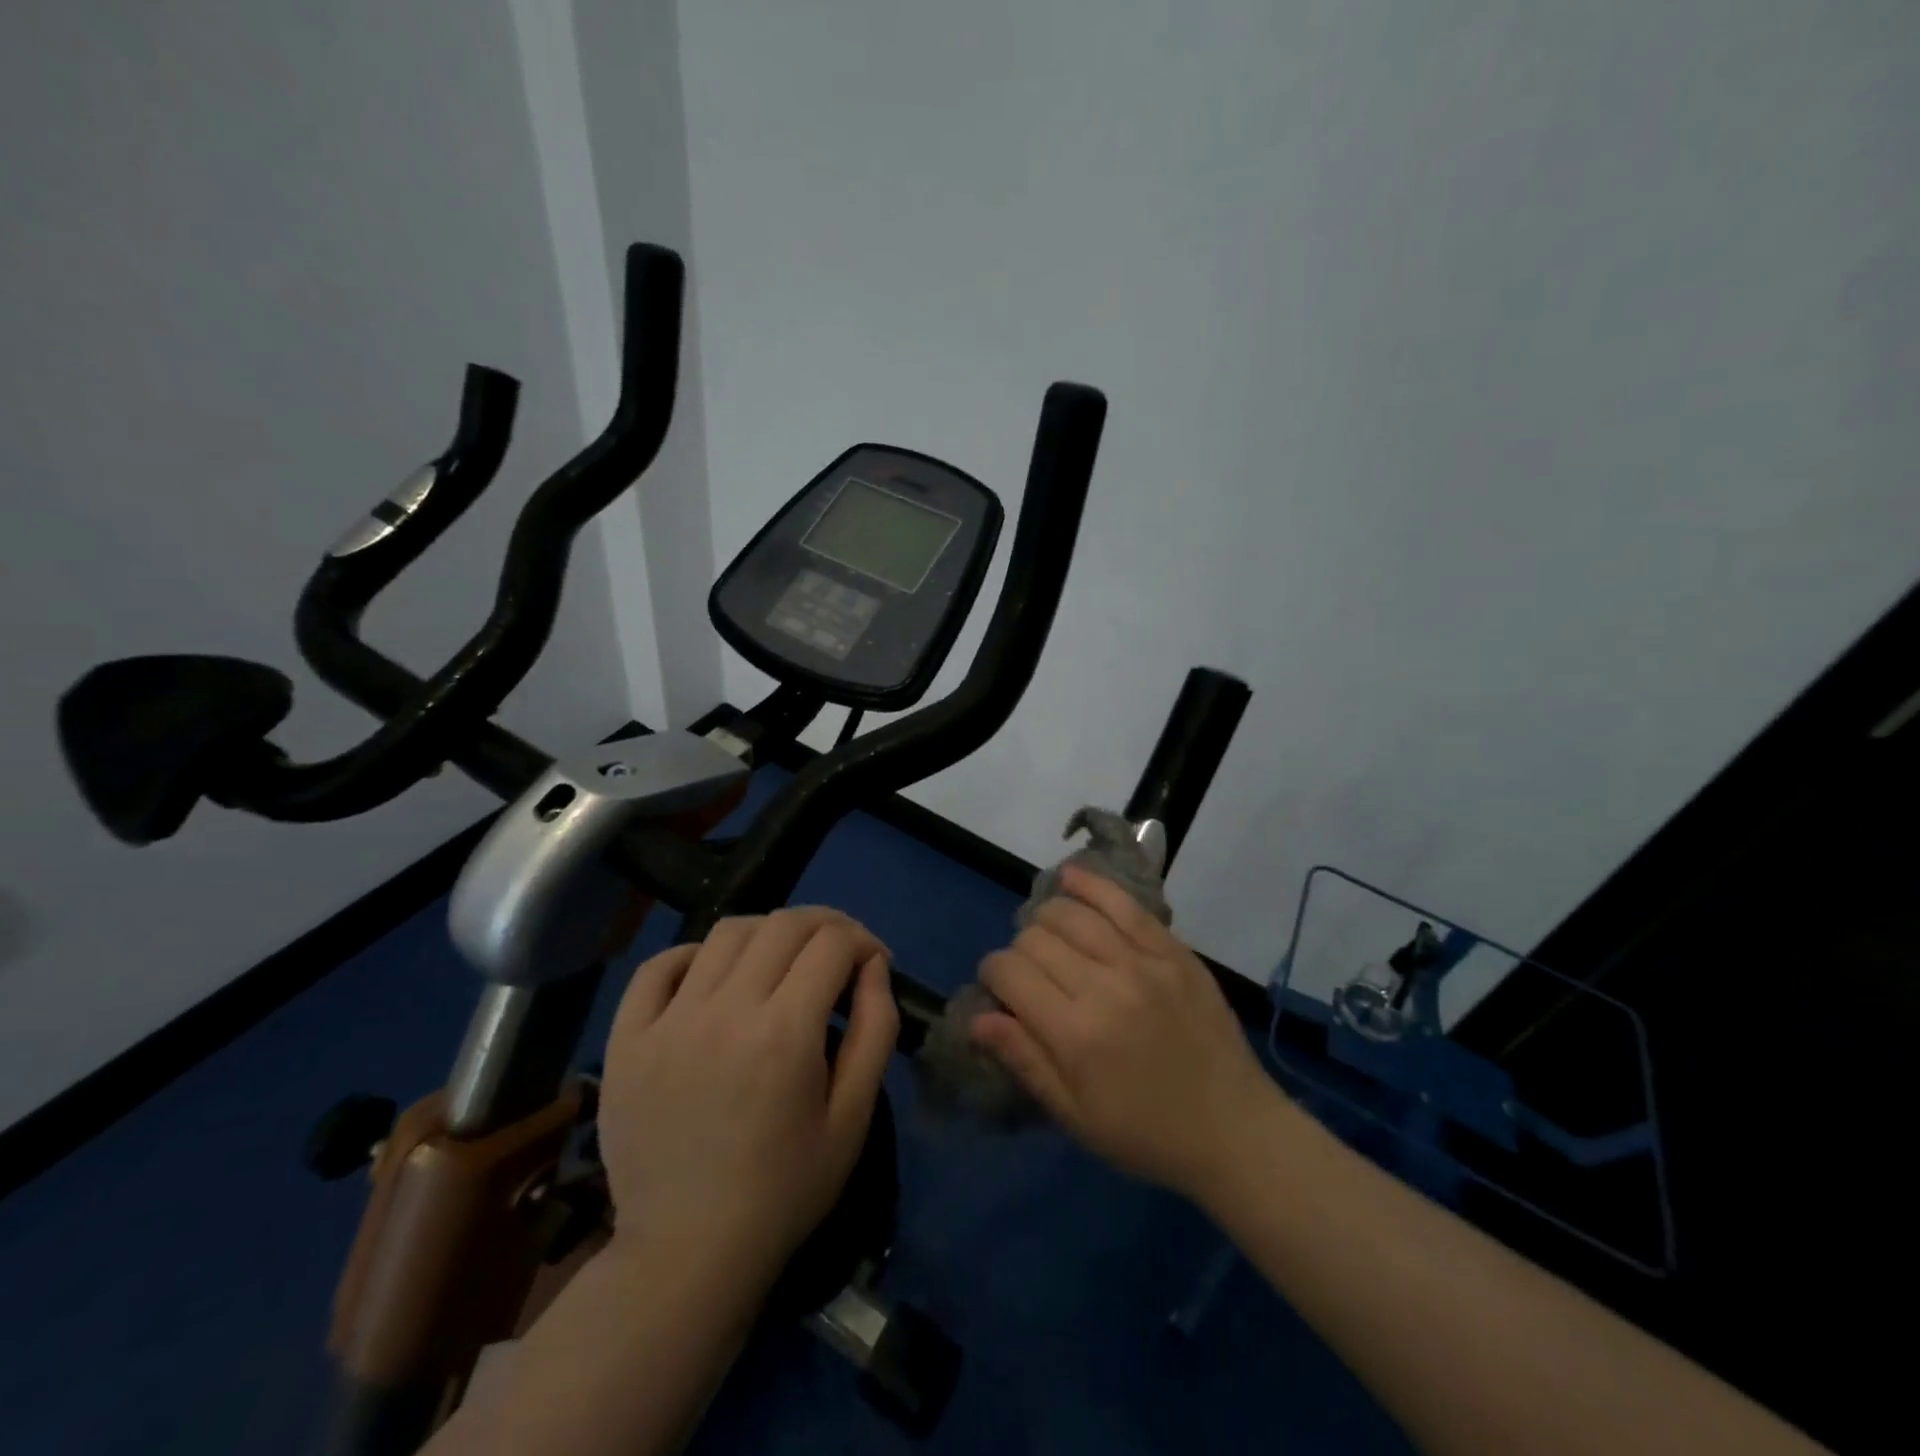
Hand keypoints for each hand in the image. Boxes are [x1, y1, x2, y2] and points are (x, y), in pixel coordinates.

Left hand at [598, 908, 898, 1290]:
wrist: (686, 1255)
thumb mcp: (853, 1118)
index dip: (862, 940)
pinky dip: (695, 955)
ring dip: (768, 933)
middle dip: (824, 925)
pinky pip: (658, 966)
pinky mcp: (627, 1039)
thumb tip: (874, 966)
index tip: (872, 963)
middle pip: (783, 924)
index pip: (831, 943)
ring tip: (780, 963)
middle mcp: (724, 1011)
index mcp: (784, 1033)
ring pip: (726, 932)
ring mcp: (668, 1021)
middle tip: (837, 953)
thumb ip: (875, 1030)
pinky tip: (714, 977)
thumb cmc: (783, 1190)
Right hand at [971, 864, 1274, 1200]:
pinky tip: (1071, 879)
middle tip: (1032, 977)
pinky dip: (1091, 885)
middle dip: (1019, 952)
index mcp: (1075, 1034)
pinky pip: (1123, 903)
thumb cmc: (1147, 1133)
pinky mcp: (1172, 949)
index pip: (1009, 972)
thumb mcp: (1076, 1116)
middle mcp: (1104, 986)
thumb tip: (976, 1017)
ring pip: (1071, 913)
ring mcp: (1142, 962)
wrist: (1234, 1129)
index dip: (992, 975)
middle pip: (1035, 938)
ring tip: (1051, 939)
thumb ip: (1024, 1059)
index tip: (1000, 990)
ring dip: (1047, 919)